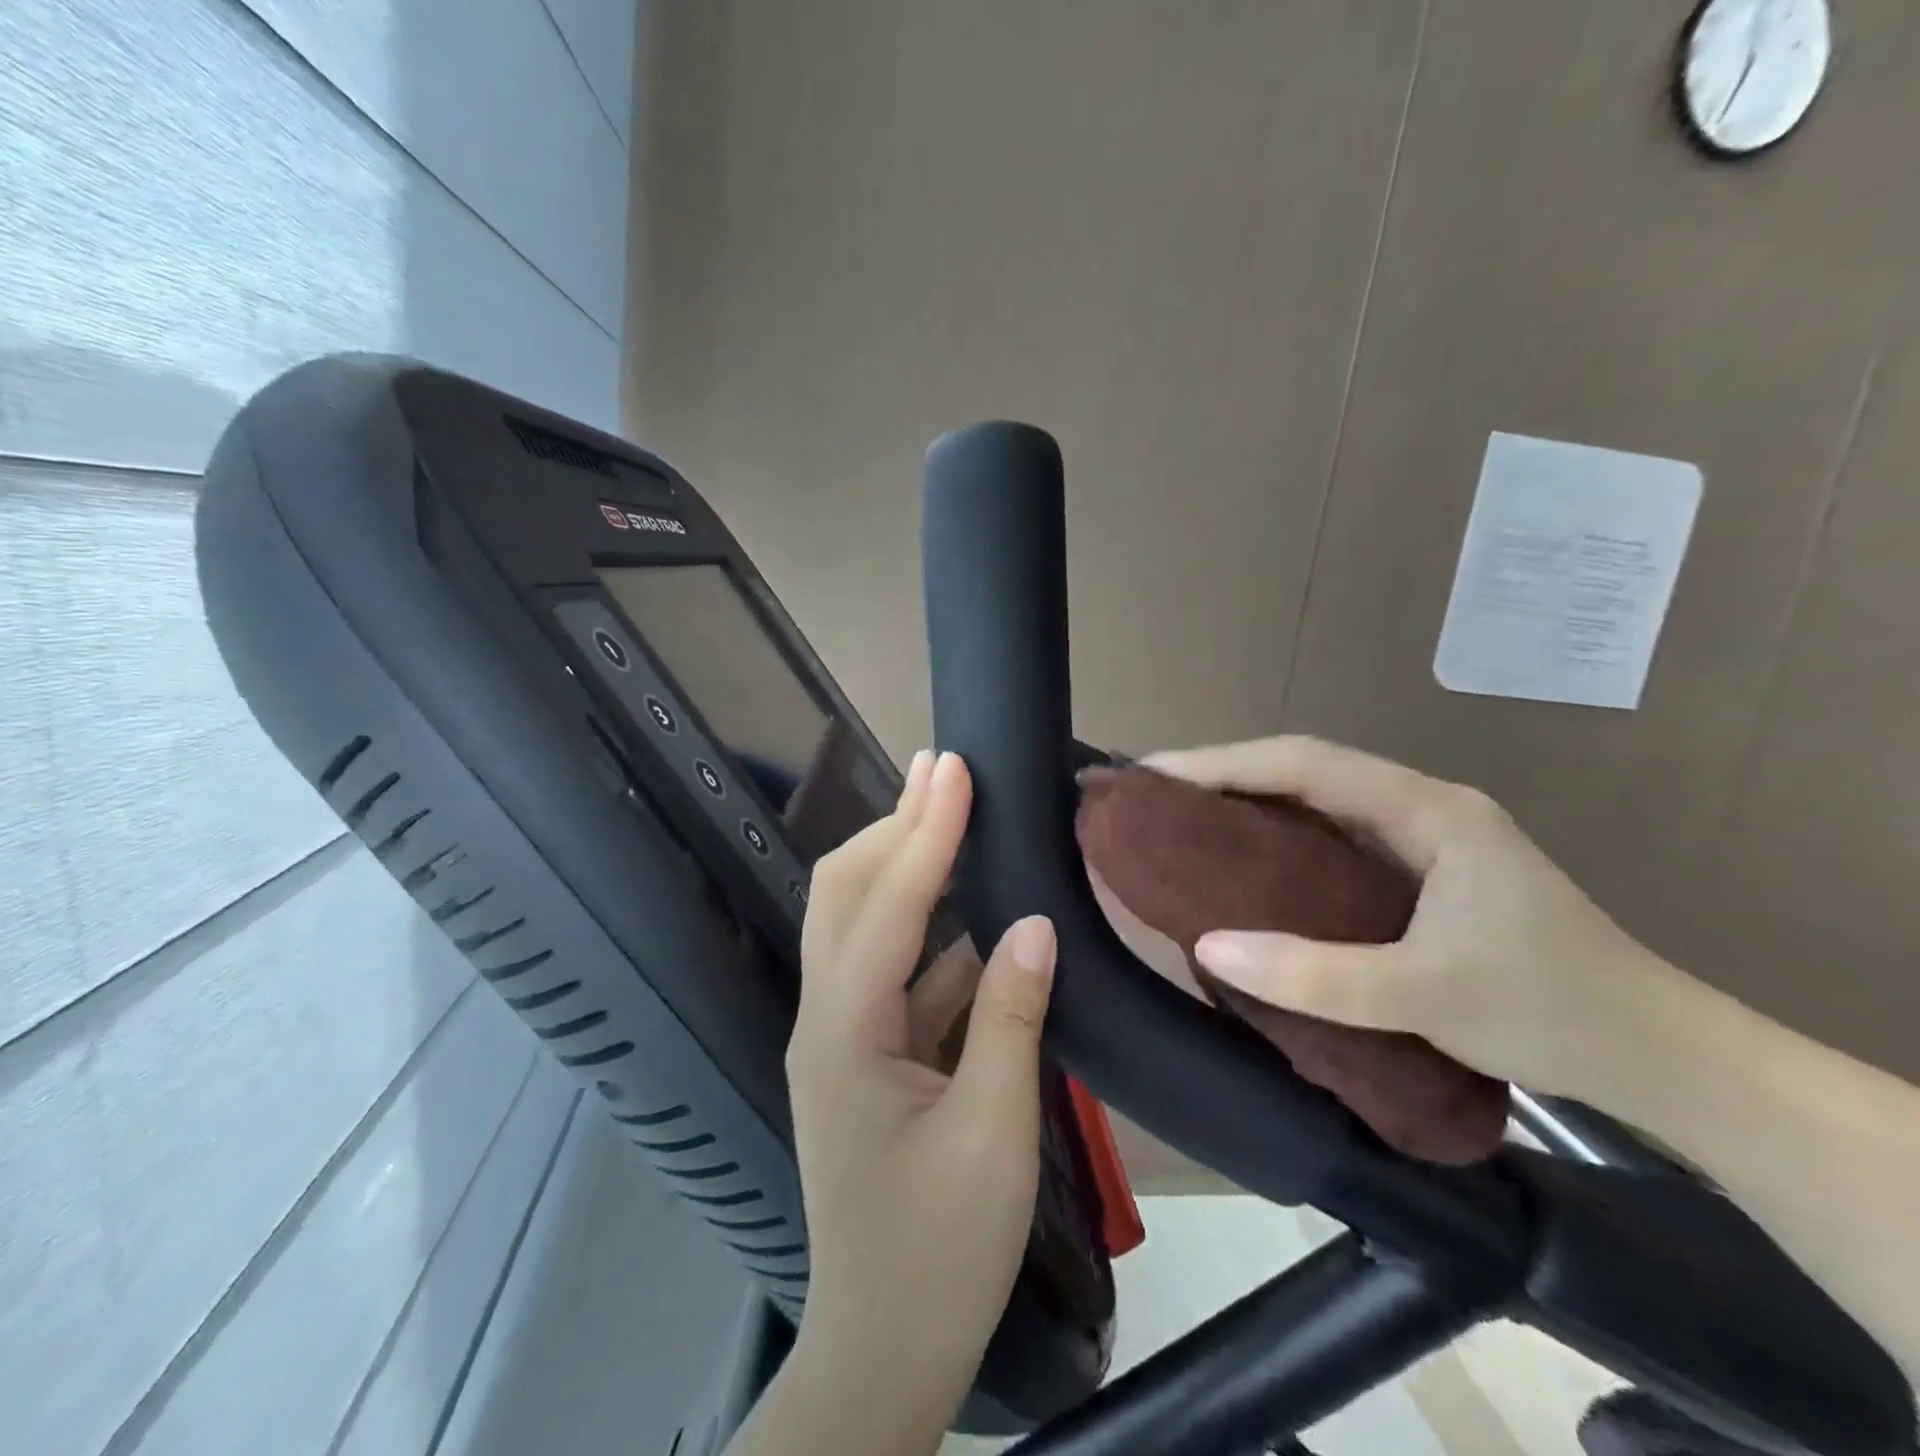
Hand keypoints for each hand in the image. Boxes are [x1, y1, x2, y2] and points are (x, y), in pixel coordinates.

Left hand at [785, 749, 1057, 1445]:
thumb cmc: (939, 1254)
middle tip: (942, 772)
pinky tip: (973, 910)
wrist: (882, 1353)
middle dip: (894, 826)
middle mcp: (827, 1015)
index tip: (954, 770)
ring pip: (864, 923)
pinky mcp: (865, 1052)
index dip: (925, 831)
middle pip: (846, 892)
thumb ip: (1010, 1018)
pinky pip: (896, 969)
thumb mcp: (993, 1136)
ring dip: (908, 866)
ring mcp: (841, 1033)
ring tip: (952, 816)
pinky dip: (931, 929)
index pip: (888, 904)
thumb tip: (1034, 923)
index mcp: (846, 1031)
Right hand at [1144, 735, 1682, 1101]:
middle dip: (1226, 774)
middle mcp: (1420, 807)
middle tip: (1155, 795)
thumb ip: (1317, 974)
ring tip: (1183, 820)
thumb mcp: (1428, 994)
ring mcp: (1423, 838)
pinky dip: (1279, 840)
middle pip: (1305, 770)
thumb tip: (1207, 946)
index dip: (1223, 762)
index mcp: (1427, 809)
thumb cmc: (1552, 1010)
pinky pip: (1331, 838)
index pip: (1305, 763)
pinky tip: (1247, 863)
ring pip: (1317, 802)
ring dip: (1250, 802)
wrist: (1661, 1055)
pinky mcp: (1421, 872)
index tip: (1155, 773)